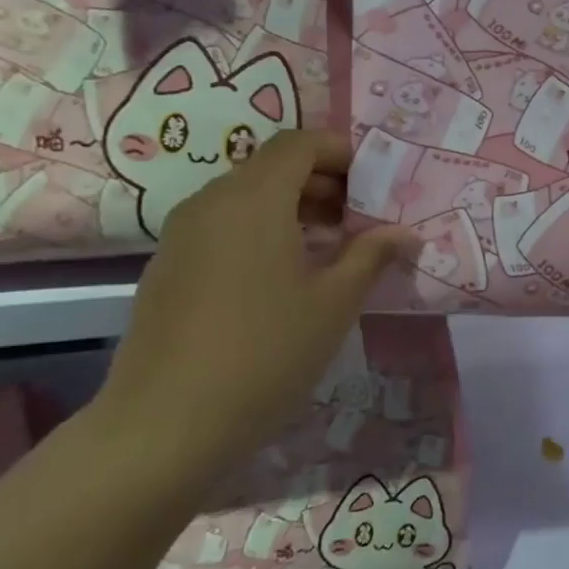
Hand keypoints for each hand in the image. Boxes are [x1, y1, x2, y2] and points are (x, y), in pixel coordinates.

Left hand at [96, 130, 418, 490]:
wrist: (164, 425)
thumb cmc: (266, 353)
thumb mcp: (335, 302)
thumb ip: (371, 255)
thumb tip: (404, 232)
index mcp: (254, 200)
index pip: (299, 143)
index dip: (341, 152)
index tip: (374, 184)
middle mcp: (212, 202)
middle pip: (272, 166)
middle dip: (323, 182)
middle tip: (361, 219)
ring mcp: (182, 234)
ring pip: (246, 196)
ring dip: (294, 207)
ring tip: (331, 249)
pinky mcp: (168, 266)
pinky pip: (223, 225)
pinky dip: (262, 230)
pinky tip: (285, 277)